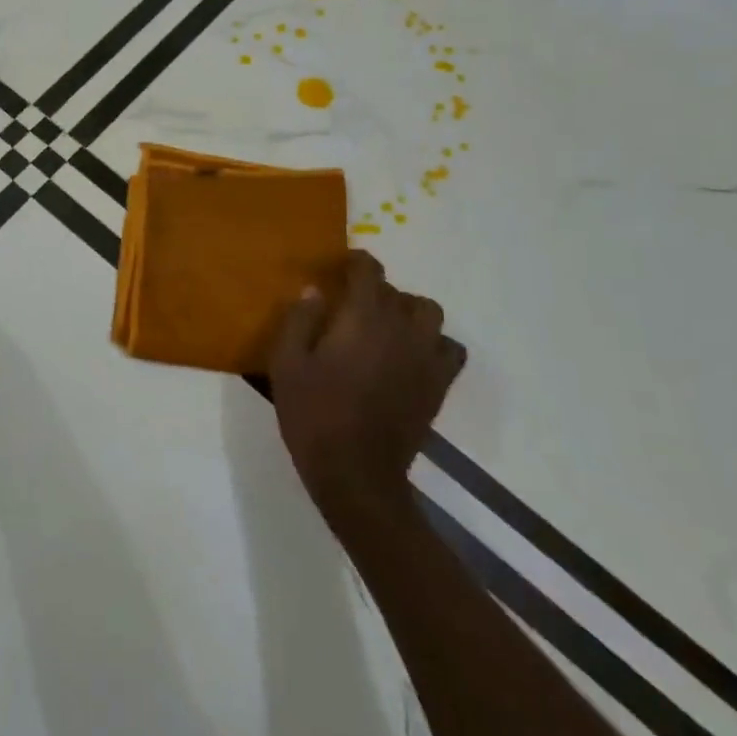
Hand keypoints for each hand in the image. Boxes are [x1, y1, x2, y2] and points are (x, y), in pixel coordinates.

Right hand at [270, 250, 464, 521]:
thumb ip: (300, 320)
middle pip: (397, 291)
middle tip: (350, 306)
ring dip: (407, 311)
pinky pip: (449, 349)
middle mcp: (401, 330)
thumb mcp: (287, 363)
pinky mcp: (438, 386)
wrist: (356, 474)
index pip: (369, 270)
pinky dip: (434, 343)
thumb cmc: (313, 414)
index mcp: (363, 318)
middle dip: (374, 291)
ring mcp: (425, 358)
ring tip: (385, 326)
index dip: (355, 261)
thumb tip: (315, 291)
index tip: (339, 267)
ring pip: (429, 314)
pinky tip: (410, 355)